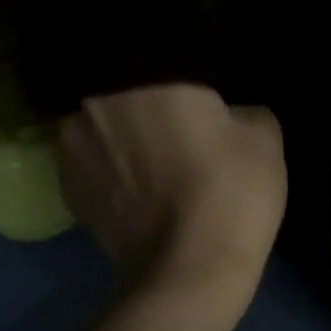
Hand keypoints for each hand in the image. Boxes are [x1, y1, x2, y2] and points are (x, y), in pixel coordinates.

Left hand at [59, 83, 285, 328]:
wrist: (188, 275)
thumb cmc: (230, 194)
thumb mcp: (263, 138)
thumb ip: (243, 108)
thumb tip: (226, 114)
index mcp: (142, 76)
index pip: (159, 56)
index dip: (183, 78)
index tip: (200, 98)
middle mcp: (94, 102)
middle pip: (123, 91)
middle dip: (147, 104)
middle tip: (178, 127)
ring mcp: (71, 148)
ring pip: (102, 127)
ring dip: (123, 137)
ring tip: (154, 163)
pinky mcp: (67, 192)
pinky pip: (91, 165)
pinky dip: (110, 171)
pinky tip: (137, 191)